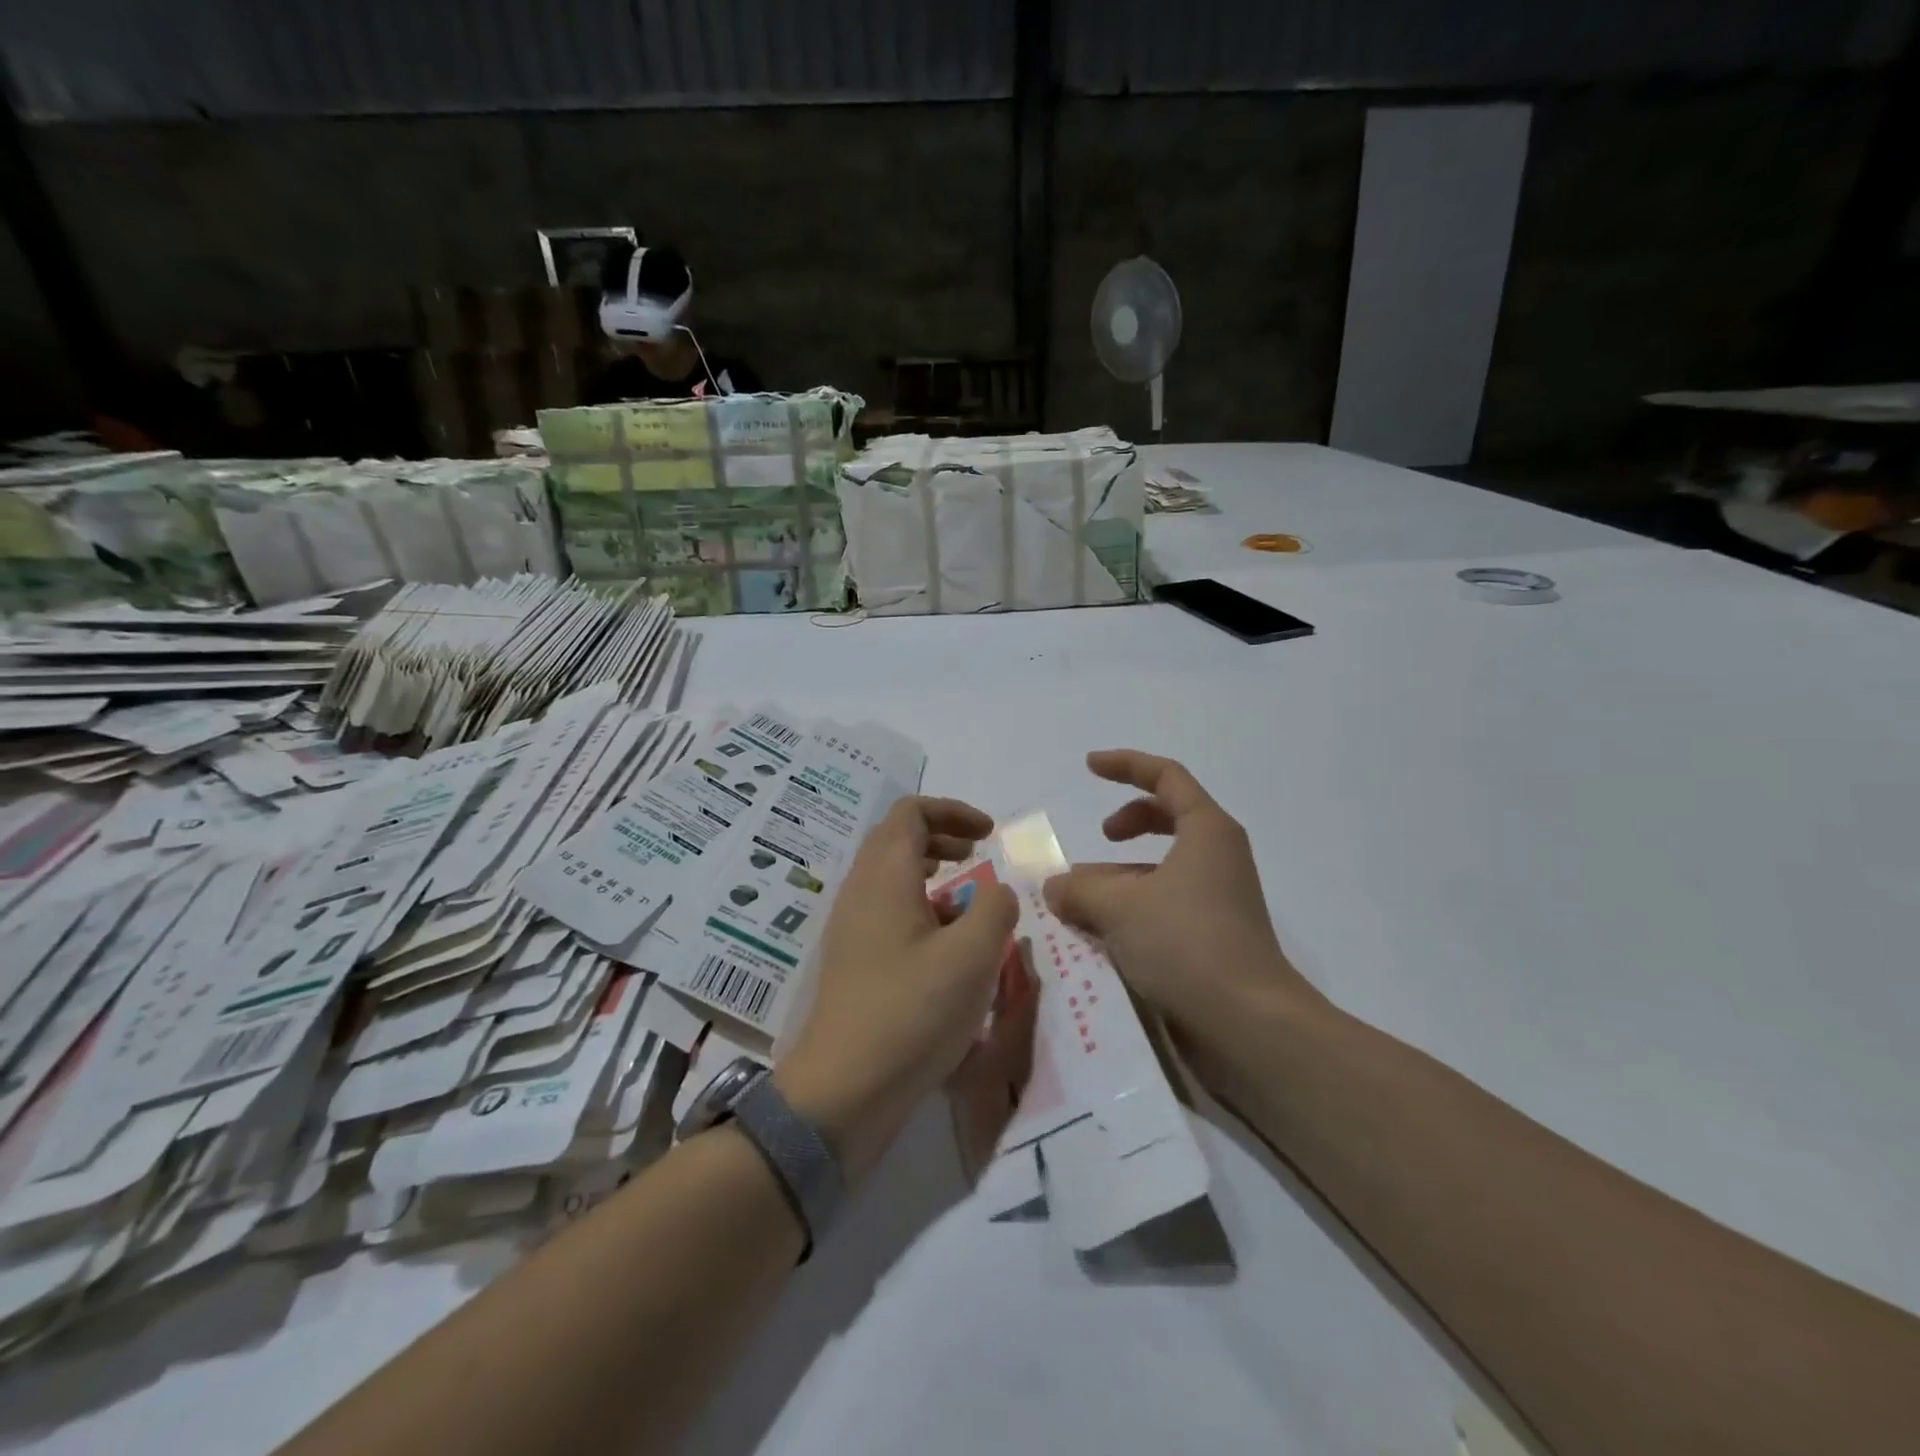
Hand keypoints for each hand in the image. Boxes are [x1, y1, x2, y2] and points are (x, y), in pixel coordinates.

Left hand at [778, 796, 1021, 1180]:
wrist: (844, 1089)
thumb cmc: (911, 1012)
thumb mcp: (972, 957)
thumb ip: (995, 909)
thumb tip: (997, 892)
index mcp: (884, 876)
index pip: (910, 812)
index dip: (953, 811)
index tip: (989, 834)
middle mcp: (860, 891)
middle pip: (896, 838)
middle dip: (941, 835)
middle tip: (978, 854)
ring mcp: (851, 926)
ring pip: (890, 874)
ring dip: (930, 870)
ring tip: (966, 896)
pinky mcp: (852, 959)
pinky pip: (886, 908)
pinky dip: (918, 904)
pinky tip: (945, 942)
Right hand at [1043, 750, 1326, 1080]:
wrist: (1248, 1024)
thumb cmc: (1186, 943)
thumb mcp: (1119, 908)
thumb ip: (1079, 889)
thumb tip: (1054, 886)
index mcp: (1207, 831)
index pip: (1166, 777)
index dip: (1126, 765)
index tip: (1088, 767)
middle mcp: (1217, 857)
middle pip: (1169, 817)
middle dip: (1128, 820)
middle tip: (1099, 837)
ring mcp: (1218, 898)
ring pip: (1162, 868)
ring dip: (1120, 876)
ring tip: (1079, 902)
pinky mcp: (1212, 936)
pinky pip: (1165, 904)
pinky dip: (1132, 907)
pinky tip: (1100, 935)